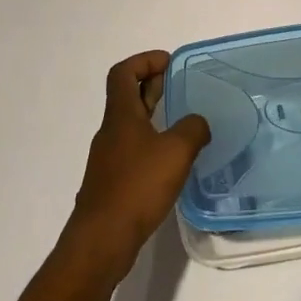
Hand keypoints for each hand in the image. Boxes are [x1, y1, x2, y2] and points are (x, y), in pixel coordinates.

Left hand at [63, 51, 210, 287]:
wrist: (102, 240)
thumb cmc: (137, 187)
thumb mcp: (176, 151)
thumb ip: (193, 129)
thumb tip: (198, 123)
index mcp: (121, 116)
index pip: (123, 73)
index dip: (144, 61)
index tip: (168, 62)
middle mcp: (110, 132)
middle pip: (126, 97)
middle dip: (152, 85)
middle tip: (179, 85)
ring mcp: (109, 159)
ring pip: (130, 125)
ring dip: (152, 115)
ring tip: (181, 122)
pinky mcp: (112, 183)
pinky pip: (132, 150)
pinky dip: (151, 143)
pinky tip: (171, 161)